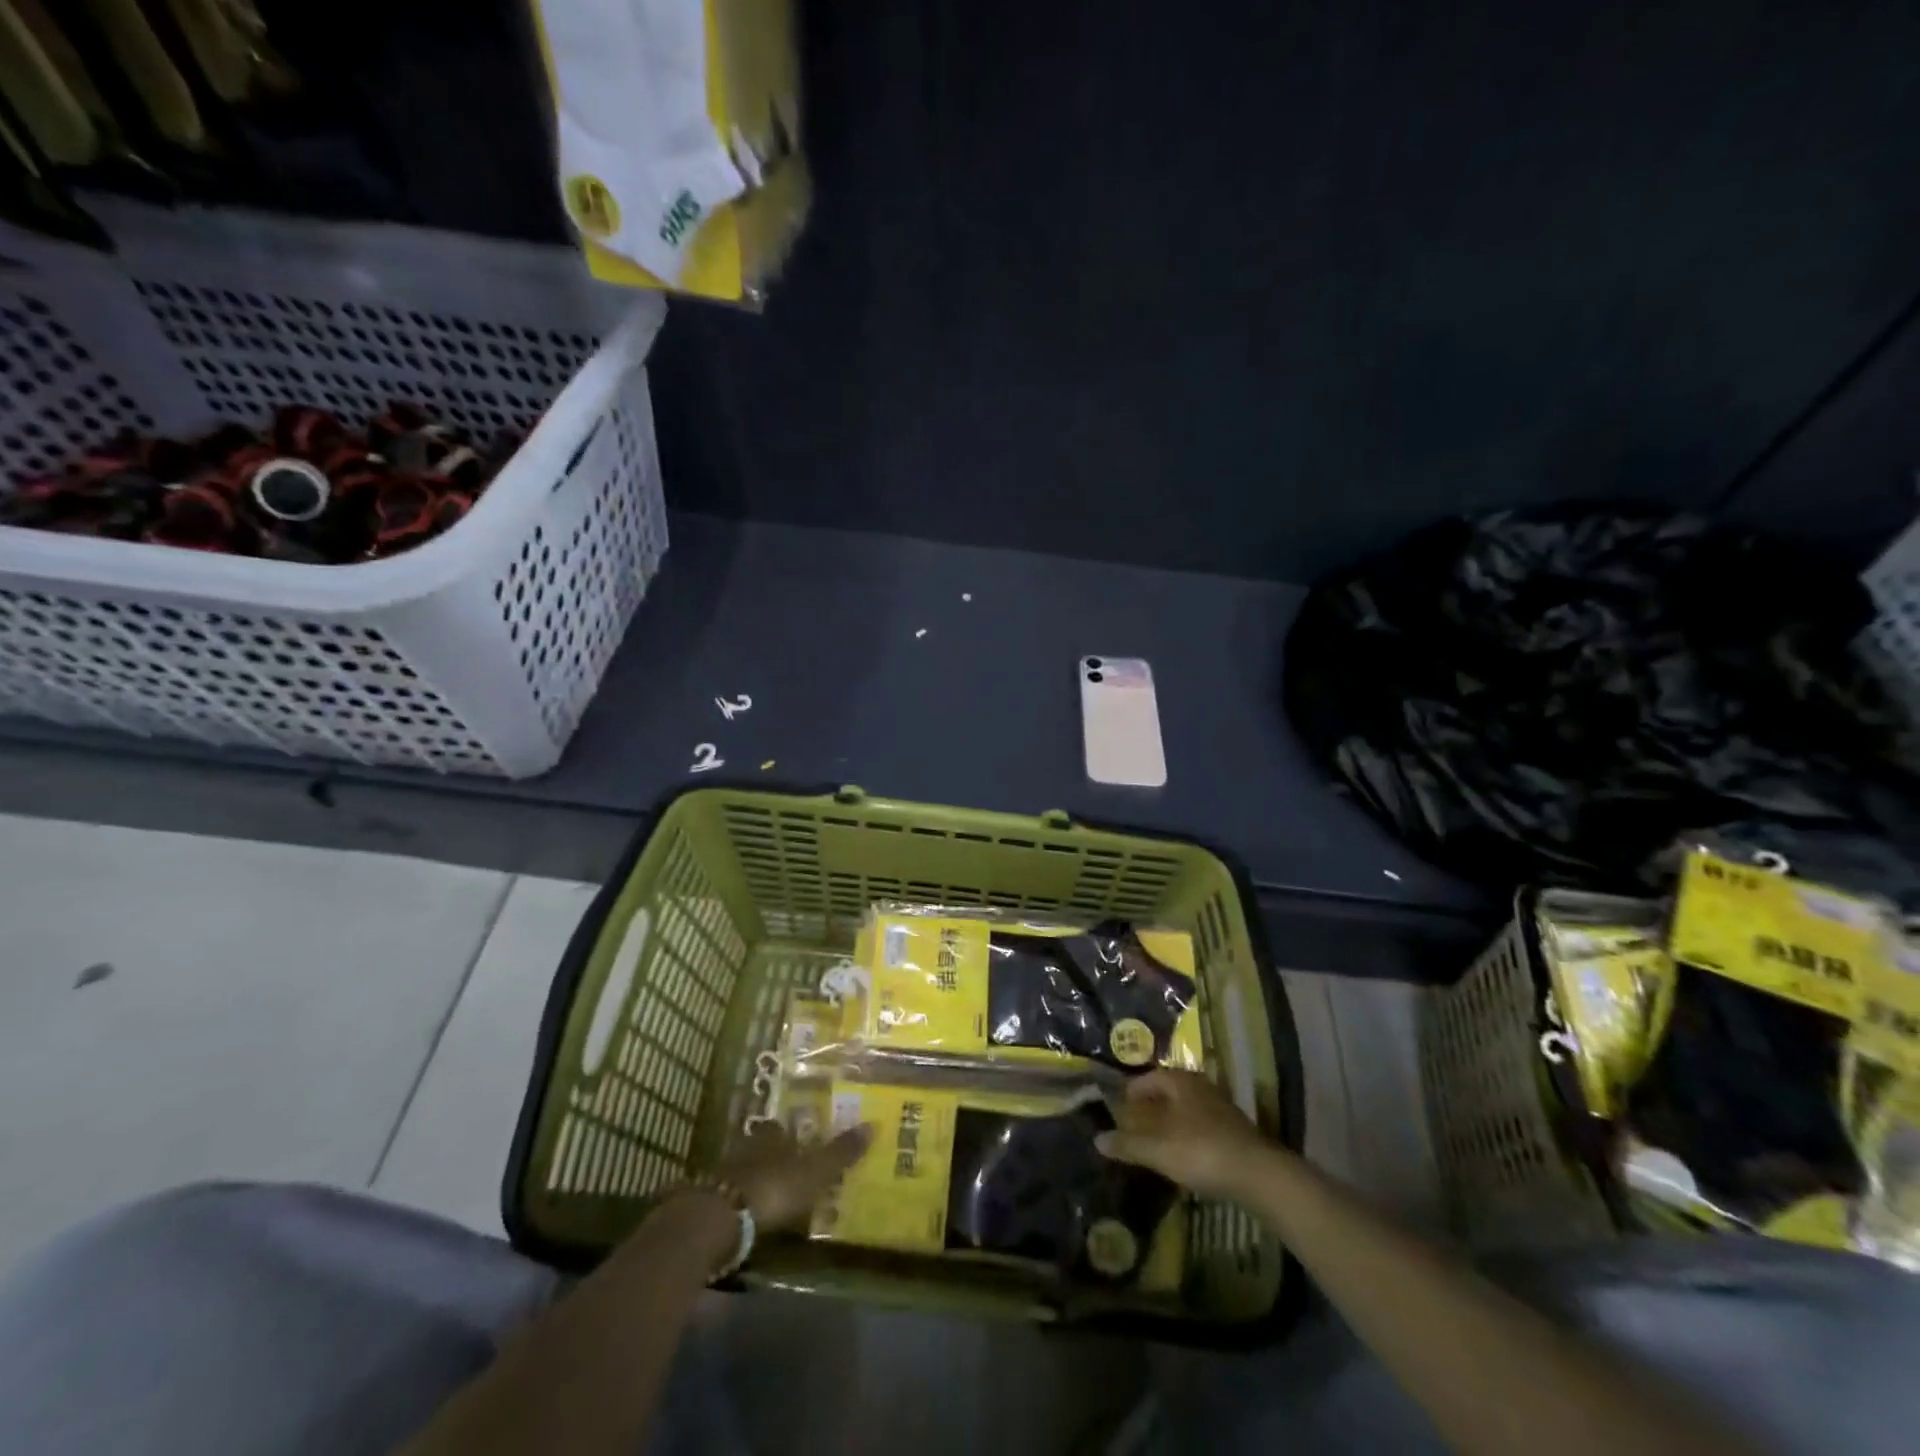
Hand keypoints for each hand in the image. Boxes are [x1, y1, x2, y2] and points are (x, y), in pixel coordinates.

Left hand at [715, 1121, 873, 1231]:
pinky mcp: (711, 1200)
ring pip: (747, 1169)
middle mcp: (748, 1146)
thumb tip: (873, 1124)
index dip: (794, 1134)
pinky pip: (733, 1194)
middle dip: (777, 1156)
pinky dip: (744, 1202)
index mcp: (773, 1135)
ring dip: (759, 1179)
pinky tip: (752, 1214)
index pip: (783, 1127)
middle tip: (793, 1170)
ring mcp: (726, 1172)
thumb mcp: (815, 1172)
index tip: (805, 1143)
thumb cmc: (774, 1188)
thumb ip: (841, 1153)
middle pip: (765, 1147)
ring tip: (775, 1195)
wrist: (720, 1219)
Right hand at [1095, 1068, 1271, 1201]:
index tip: (1118, 1109)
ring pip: (1185, 1110)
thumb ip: (1127, 1143)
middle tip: (1132, 1126)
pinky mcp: (1234, 1132)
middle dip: (1149, 1108)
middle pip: (1168, 1093)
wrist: (1258, 1175)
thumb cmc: (1201, 1151)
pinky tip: (1181, 1156)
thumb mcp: (1157, 1149)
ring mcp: (1220, 1108)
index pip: (1149, 1078)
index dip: (1131, 1092)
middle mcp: (1200, 1087)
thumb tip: (1097, 1139)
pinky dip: (1185, 1136)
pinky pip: (1200, 1126)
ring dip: (1168, 1123)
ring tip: (1153, 1143)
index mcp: (1180, 1081)